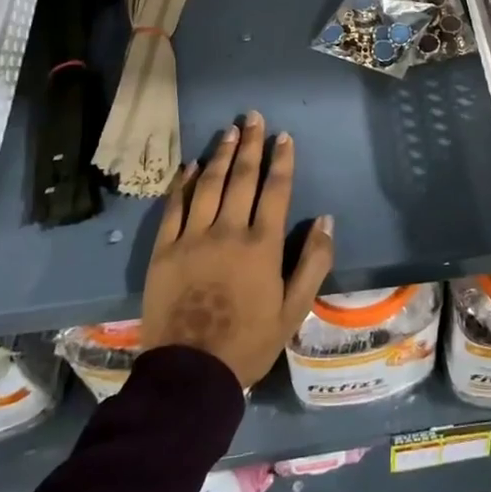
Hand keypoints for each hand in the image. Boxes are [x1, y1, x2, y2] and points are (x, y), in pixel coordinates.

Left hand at [140, 112, 334, 387]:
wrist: (190, 374)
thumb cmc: (249, 342)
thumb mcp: (294, 309)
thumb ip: (314, 262)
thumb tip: (326, 220)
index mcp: (262, 244)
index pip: (275, 190)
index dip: (281, 160)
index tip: (284, 136)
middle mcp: (228, 231)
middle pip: (241, 177)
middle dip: (250, 144)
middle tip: (253, 117)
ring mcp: (192, 238)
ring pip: (208, 185)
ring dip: (219, 155)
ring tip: (228, 131)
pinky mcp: (164, 250)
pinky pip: (174, 207)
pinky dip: (183, 183)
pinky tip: (190, 166)